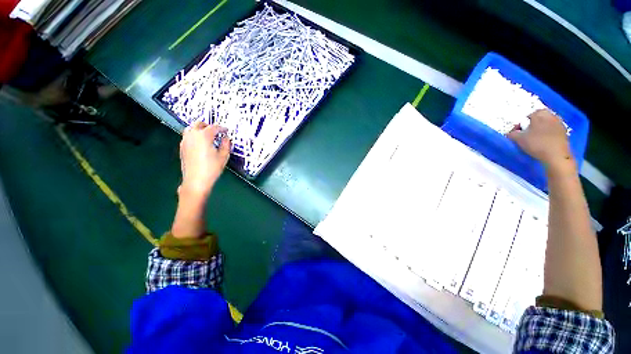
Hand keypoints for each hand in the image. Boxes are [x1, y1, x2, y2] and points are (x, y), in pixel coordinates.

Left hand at [178, 122, 230, 198]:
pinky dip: (194, 135)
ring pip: (191, 128)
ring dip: (200, 129)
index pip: (214, 127)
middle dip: (209, 126)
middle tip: (217, 131)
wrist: (196, 180)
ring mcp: (185, 141)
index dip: (222, 128)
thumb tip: (226, 138)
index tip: (226, 130)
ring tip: (208, 136)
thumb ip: (226, 144)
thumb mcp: (224, 156)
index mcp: (204, 136)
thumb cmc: (212, 168)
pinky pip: (188, 136)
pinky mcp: (182, 147)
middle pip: (199, 124)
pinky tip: (201, 143)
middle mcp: (193, 135)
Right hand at [507, 109, 573, 171]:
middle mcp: (551, 116)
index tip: (518, 132)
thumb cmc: (536, 144)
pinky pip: (553, 131)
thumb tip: (511, 133)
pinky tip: (544, 143)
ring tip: (535, 140)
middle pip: (539, 119)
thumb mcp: (518, 139)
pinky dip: (548, 135)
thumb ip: (512, 134)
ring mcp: (560, 124)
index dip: (522, 124)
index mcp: (540, 114)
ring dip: (541, 130)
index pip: (528, 115)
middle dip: (533, 125)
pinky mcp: (565, 133)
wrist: (556, 156)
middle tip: (526, 135)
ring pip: (547, 125)